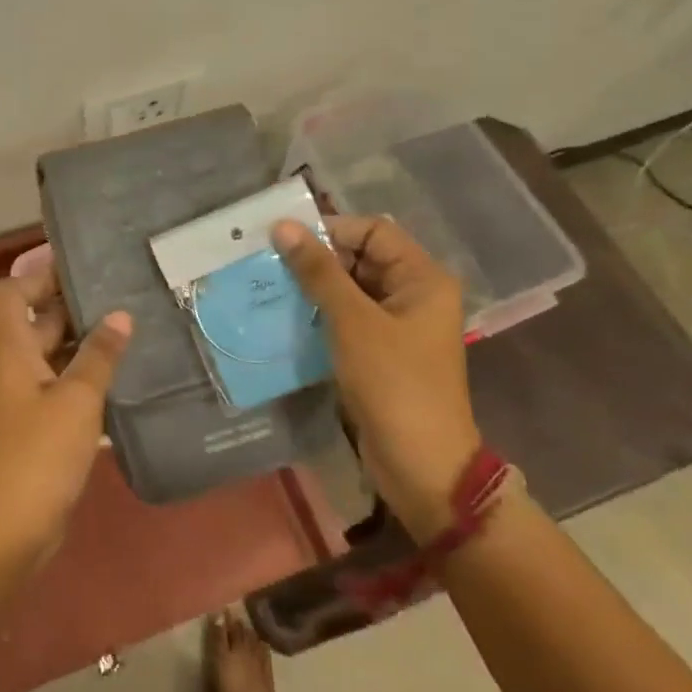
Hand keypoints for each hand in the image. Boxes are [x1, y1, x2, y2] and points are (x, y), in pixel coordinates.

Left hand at [0, 258, 132, 567]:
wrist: (10, 528)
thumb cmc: (39, 452)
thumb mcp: (76, 399)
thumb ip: (98, 355)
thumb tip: (120, 315)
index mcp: (13, 349)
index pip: (9, 293)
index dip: (37, 276)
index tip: (80, 269)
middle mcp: (17, 367)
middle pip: (39, 322)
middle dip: (75, 307)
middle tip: (125, 296)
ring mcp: (29, 399)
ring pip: (57, 357)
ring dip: (88, 346)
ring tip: (136, 333)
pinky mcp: (43, 429)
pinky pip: (67, 391)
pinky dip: (91, 382)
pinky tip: (129, 383)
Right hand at [273, 216, 481, 541]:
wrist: (420, 465)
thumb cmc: (393, 383)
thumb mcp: (352, 321)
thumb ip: (318, 271)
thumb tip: (283, 227)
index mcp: (422, 278)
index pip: (373, 231)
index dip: (331, 229)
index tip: (285, 239)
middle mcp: (413, 294)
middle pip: (360, 258)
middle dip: (316, 258)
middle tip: (268, 260)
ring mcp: (397, 325)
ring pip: (349, 289)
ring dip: (312, 286)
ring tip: (269, 285)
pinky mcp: (380, 351)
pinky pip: (346, 318)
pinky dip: (318, 313)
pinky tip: (285, 315)